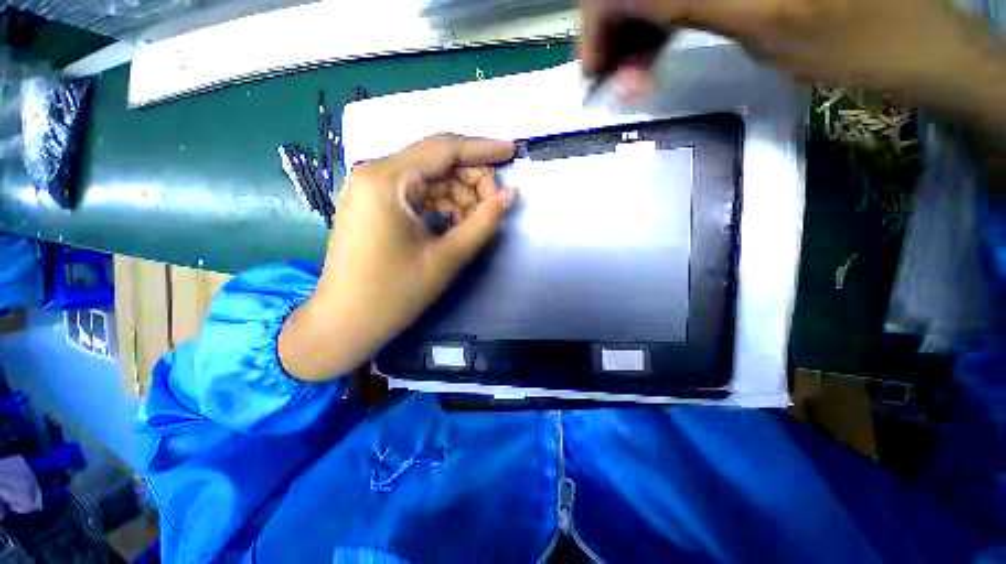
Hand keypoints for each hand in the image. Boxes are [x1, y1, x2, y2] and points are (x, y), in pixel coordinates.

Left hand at [279, 134, 517, 380]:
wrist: (345, 322)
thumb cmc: (395, 293)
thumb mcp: (447, 257)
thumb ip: (484, 222)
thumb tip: (511, 194)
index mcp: (387, 180)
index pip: (444, 148)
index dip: (482, 149)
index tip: (511, 151)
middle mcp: (373, 173)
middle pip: (436, 161)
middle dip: (471, 179)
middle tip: (494, 204)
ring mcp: (369, 188)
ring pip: (427, 177)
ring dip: (457, 194)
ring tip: (476, 219)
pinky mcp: (371, 204)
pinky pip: (415, 192)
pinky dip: (439, 203)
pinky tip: (454, 222)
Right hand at [579, 0, 996, 103]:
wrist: (907, 40)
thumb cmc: (852, 37)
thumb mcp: (765, 22)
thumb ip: (686, 2)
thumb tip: (616, 2)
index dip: (599, 17)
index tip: (592, 69)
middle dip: (612, 32)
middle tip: (607, 82)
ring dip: (631, 38)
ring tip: (628, 80)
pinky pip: (674, 5)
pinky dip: (655, 34)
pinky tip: (650, 62)